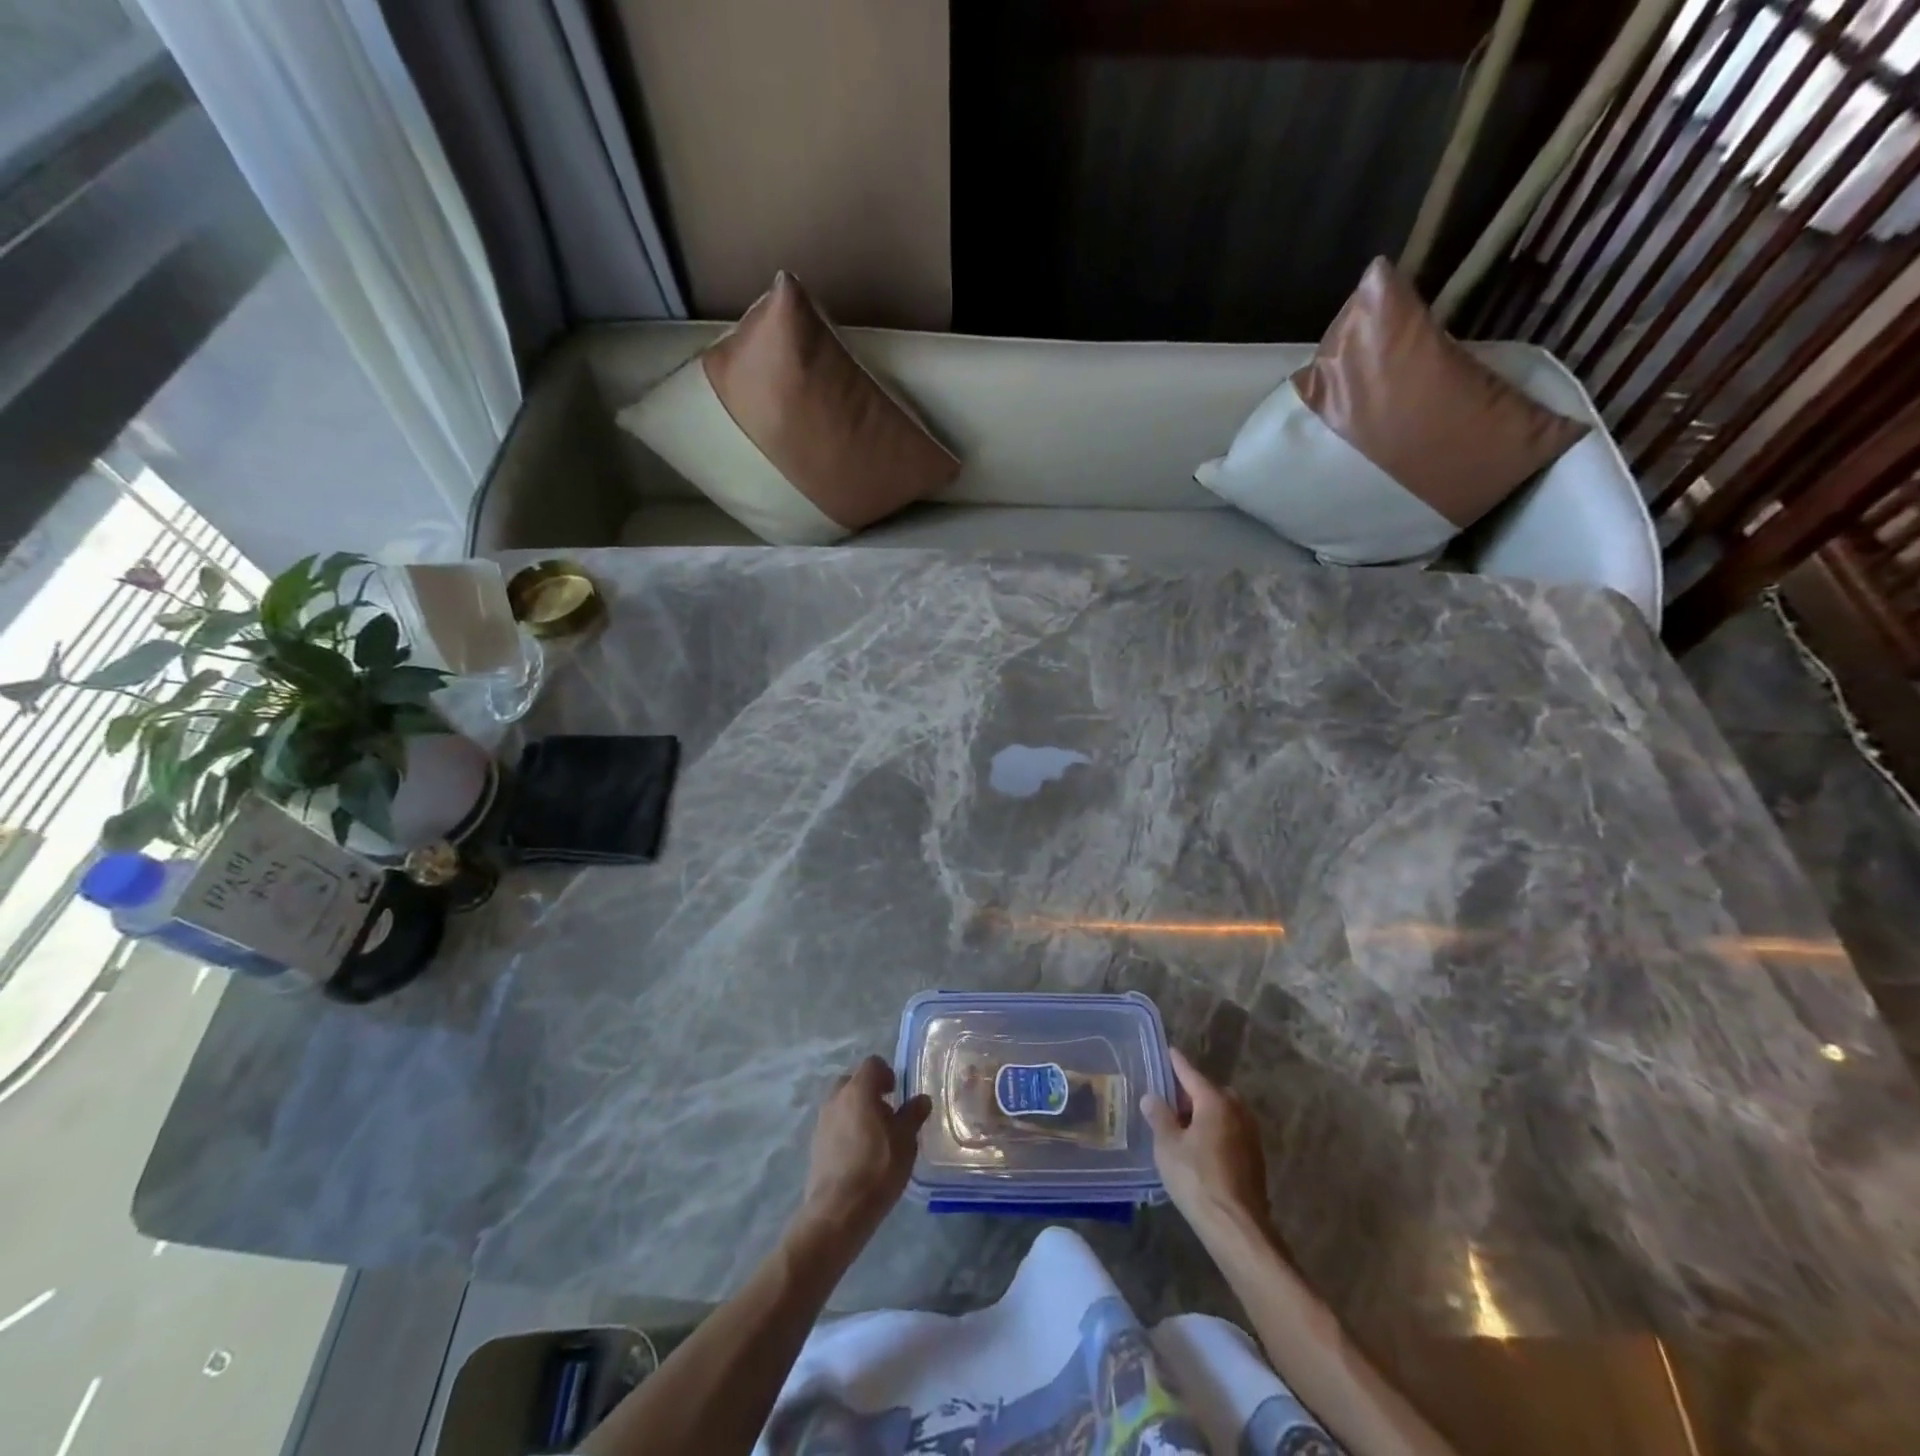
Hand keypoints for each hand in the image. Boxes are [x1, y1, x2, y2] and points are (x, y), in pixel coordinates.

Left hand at [797, 1056, 930, 1240]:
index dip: (887, 1073)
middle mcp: (836, 1098)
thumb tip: (921, 1099)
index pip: (872, 1064)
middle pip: (853, 1081)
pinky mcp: (815, 1144)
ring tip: (874, 1137)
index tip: (897, 1093)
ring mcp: (822, 1121)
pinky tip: (859, 1154)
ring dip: (856, 1111)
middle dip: (869, 1091)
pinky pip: (834, 1124)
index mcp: (858, 1090)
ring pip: (841, 1104)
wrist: (838, 1211)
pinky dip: (846, 1129)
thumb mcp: (906, 1140)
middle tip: (887, 1113)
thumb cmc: (878, 1168)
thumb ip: (913, 1115)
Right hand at [1142, 1048, 1271, 1236]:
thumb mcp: (1168, 1146)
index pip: (1191, 1074)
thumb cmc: (1197, 1180)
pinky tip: (1199, 1149)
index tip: (1169, 1051)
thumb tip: (1151, 1097)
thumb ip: (1159, 1117)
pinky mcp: (1254, 1158)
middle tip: (1168, 1101)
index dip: (1176, 1063)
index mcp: (1215, 1102)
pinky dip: (1214, 1132)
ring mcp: (1250, 1135)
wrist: (1237, 1228)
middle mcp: (1237, 1111)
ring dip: (1204, 1114)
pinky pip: (1230, 1131)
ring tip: (1181, 1127)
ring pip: (1222, 1113)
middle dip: (1190, 1094)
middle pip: (1210, 1092)